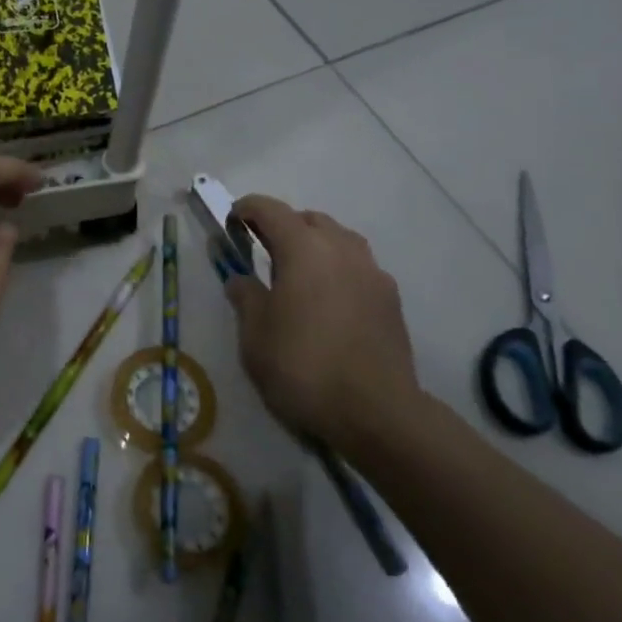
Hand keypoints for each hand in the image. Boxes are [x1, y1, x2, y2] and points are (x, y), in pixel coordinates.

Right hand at [226, 195, 425, 450]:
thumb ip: (245, 296)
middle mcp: (341, 249)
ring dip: (315, 245)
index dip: (247, 209)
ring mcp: (372, 273)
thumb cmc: (302, 366)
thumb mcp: (255, 334)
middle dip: (283, 226)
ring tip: (297, 274)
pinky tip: (327, 301)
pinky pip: (358, 267)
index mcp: (304, 249)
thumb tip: (241, 278)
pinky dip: (337, 269)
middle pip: (309, 219)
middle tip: (262, 251)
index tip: (231, 221)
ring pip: (339, 240)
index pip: (271, 210)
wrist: (376, 411)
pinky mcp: (390, 299)